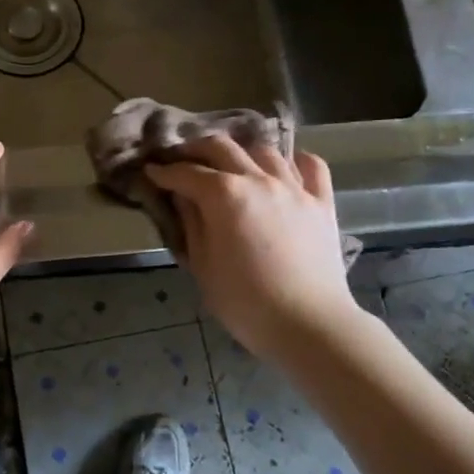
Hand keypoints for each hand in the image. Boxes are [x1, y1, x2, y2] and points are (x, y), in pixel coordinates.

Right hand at [144, 137, 358, 359]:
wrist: (309, 325)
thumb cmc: (245, 302)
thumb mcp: (203, 265)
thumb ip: (191, 223)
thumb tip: (183, 197)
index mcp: (224, 195)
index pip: (186, 173)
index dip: (164, 171)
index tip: (151, 171)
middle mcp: (258, 179)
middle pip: (222, 147)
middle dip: (195, 149)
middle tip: (182, 159)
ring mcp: (294, 187)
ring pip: (264, 150)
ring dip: (242, 153)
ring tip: (232, 165)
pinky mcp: (322, 202)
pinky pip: (311, 166)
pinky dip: (295, 161)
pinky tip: (285, 170)